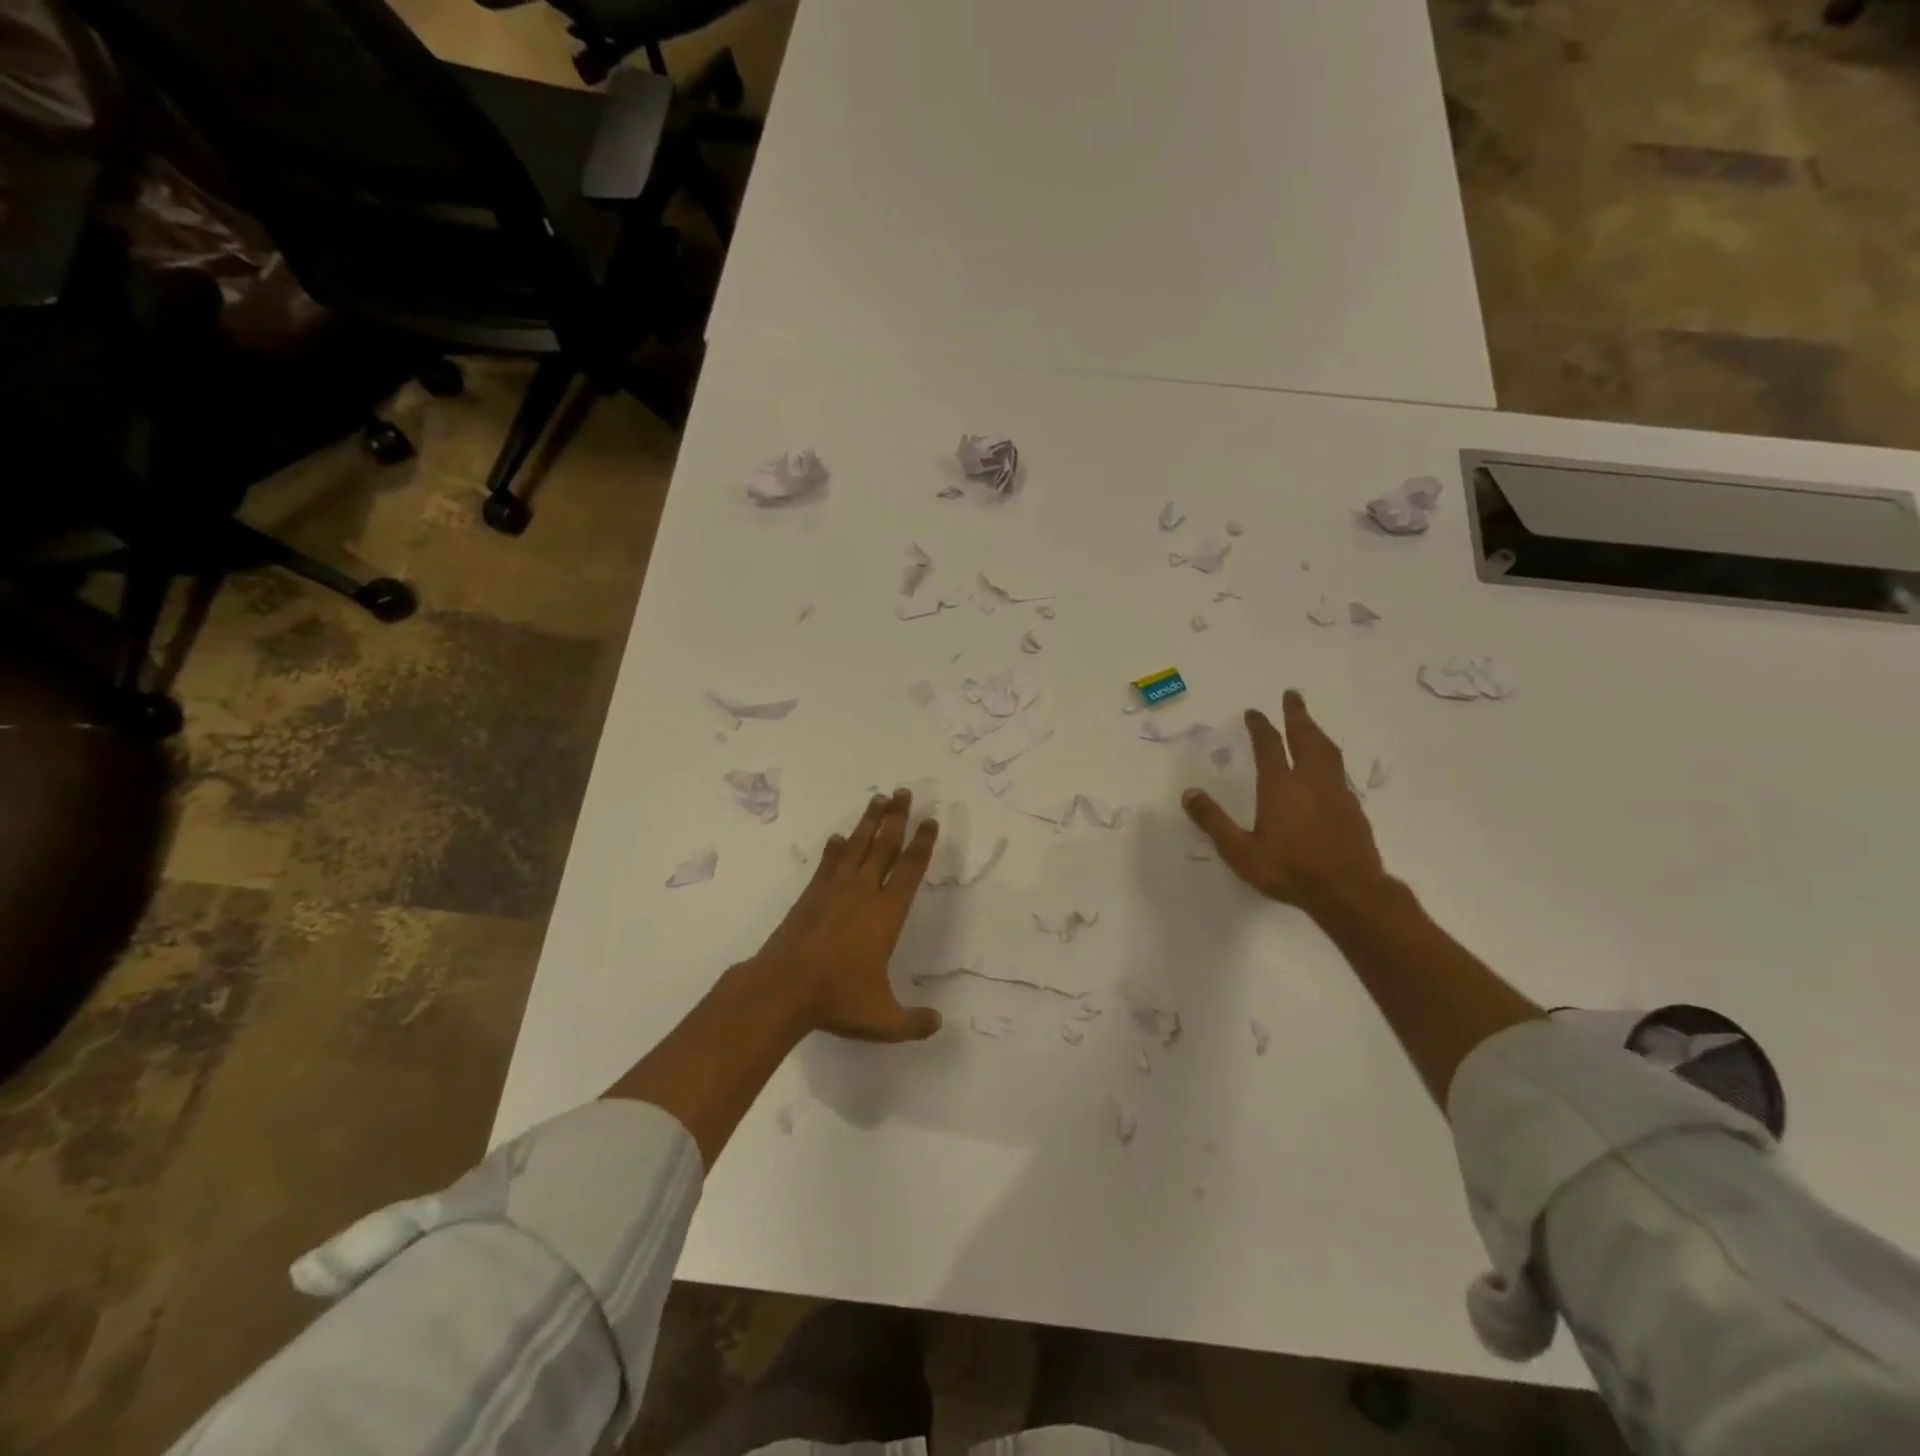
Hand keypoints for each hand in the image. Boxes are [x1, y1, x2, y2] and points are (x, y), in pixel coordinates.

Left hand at [751, 789, 942, 1042]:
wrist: (782, 989)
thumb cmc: (837, 1000)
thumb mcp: (883, 1020)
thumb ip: (913, 1022)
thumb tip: (937, 1024)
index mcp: (886, 914)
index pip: (910, 870)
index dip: (922, 844)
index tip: (930, 820)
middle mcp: (863, 893)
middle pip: (884, 846)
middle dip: (897, 818)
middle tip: (905, 792)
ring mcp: (833, 891)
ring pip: (857, 847)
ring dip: (869, 822)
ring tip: (879, 799)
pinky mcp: (810, 896)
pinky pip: (827, 864)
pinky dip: (834, 848)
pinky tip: (837, 837)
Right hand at [1183, 690, 1385, 915]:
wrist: (1349, 892)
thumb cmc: (1289, 870)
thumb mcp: (1240, 851)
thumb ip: (1214, 821)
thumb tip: (1189, 793)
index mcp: (1281, 787)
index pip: (1269, 747)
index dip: (1260, 727)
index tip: (1254, 712)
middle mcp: (1310, 781)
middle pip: (1305, 738)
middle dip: (1297, 715)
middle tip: (1292, 695)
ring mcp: (1336, 793)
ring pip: (1327, 751)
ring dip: (1316, 732)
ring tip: (1310, 723)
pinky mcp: (1353, 808)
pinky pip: (1338, 771)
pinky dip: (1329, 757)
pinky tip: (1327, 767)